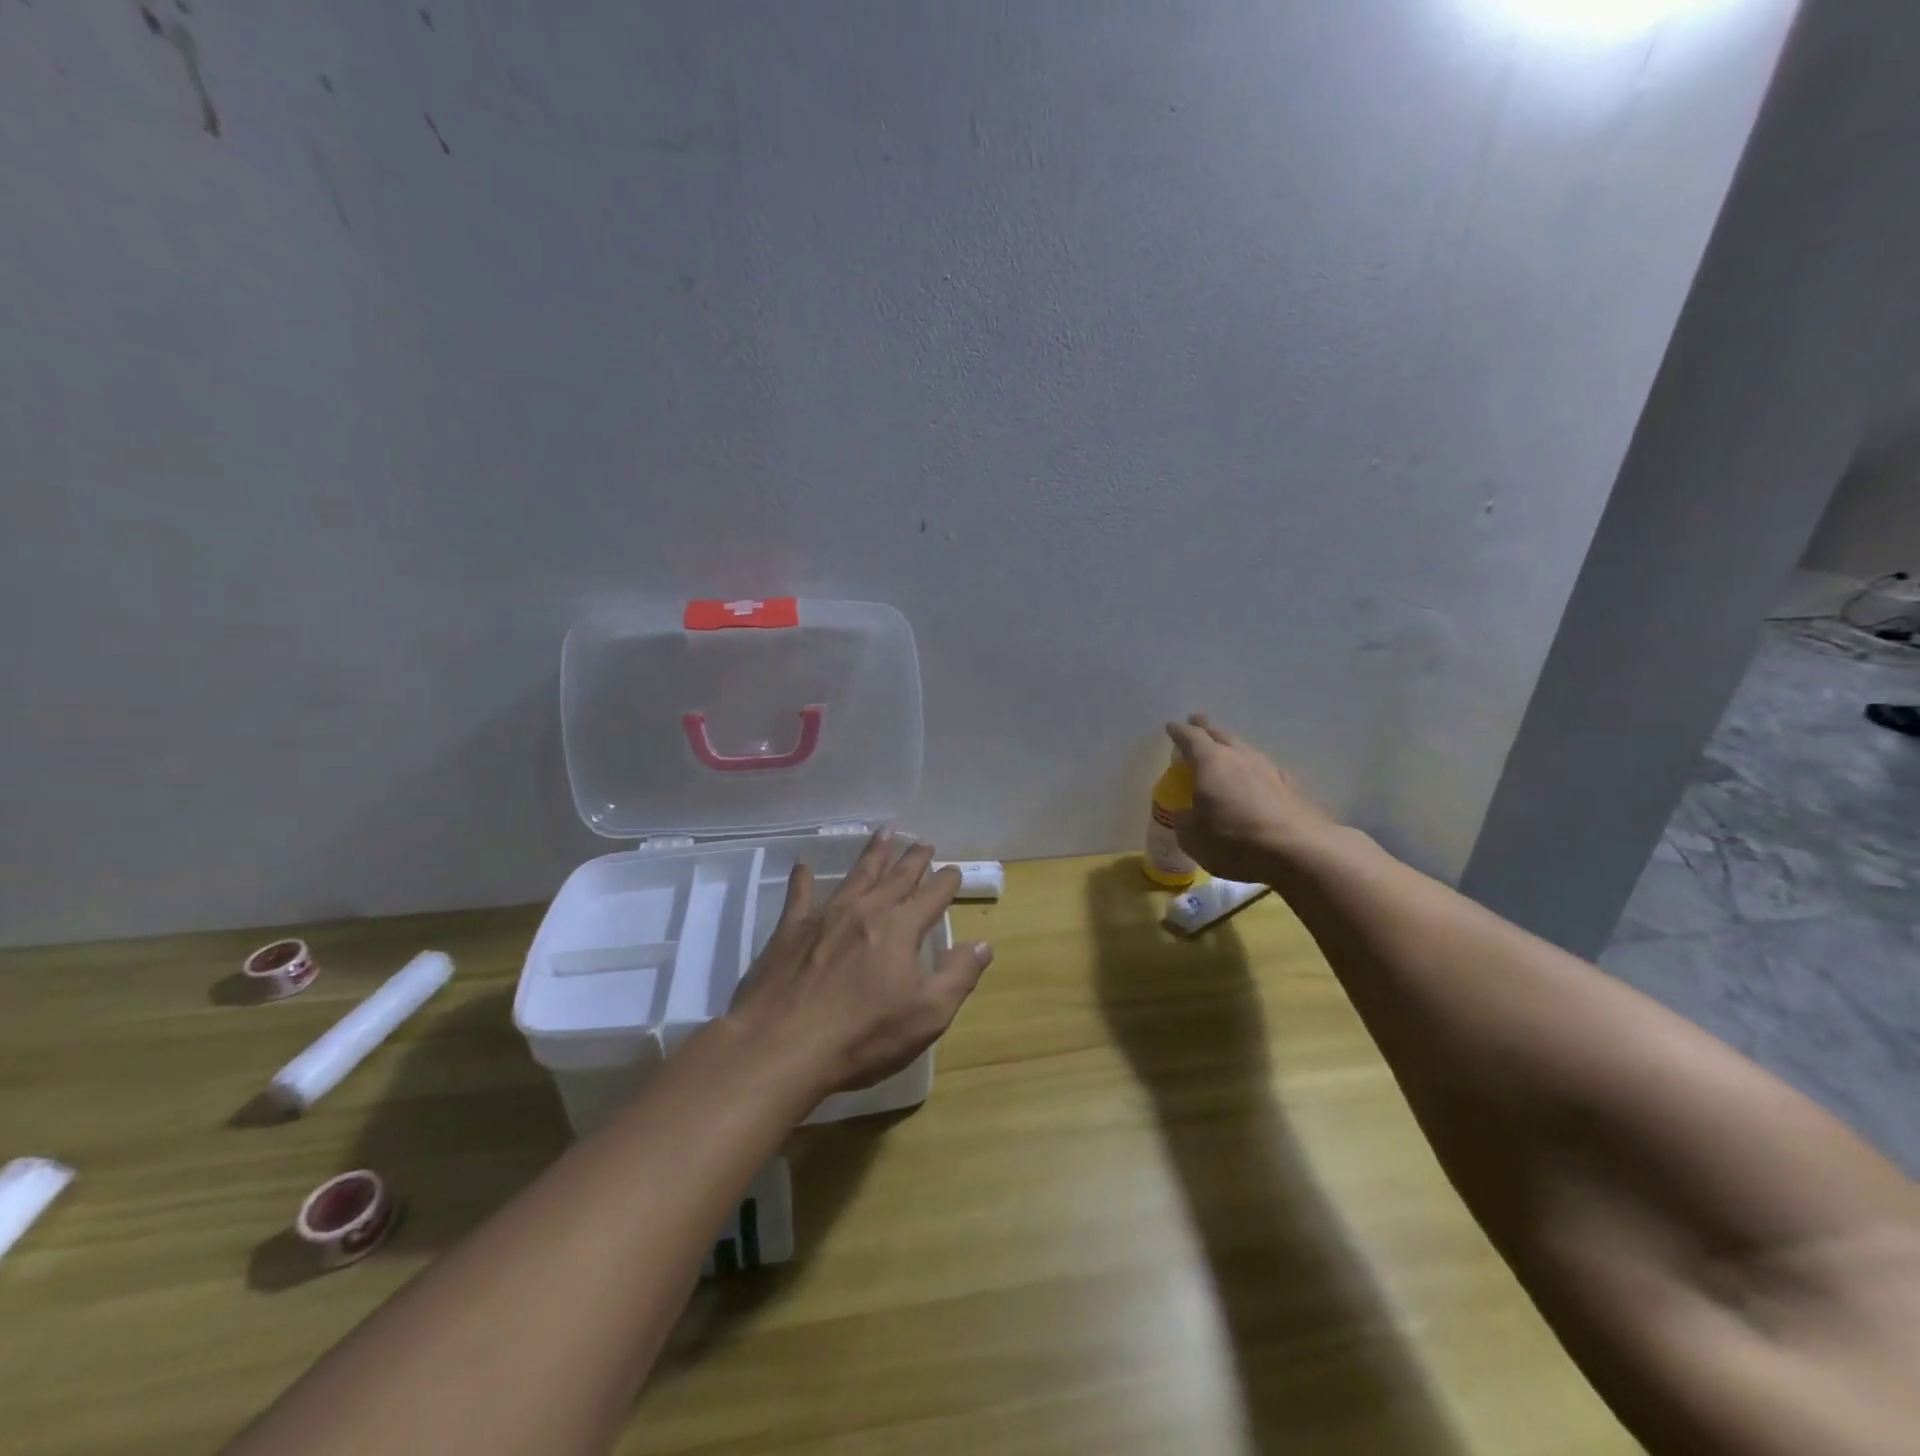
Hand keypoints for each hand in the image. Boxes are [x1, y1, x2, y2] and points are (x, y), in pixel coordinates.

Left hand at [727, 832, 992, 1099]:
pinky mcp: (789, 930)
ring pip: (856, 876)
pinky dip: (802, 879)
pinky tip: (802, 865)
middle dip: (913, 859)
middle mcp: (865, 911)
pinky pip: (799, 896)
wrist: (781, 1046)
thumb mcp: (927, 1016)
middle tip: (924, 843)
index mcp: (900, 929)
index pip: (931, 896)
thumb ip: (958, 976)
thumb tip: (983, 944)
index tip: (954, 869)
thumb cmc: (862, 1036)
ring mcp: (825, 916)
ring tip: (883, 834)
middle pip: (896, 878)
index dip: (946, 882)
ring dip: (872, 855)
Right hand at [1166, 714, 1338, 881]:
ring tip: (1226, 753)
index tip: (1171, 726)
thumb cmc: (1234, 841)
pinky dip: (1254, 772)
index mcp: (1211, 762)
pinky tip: (1256, 781)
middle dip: (1207, 729)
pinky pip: (1265, 770)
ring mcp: (1269, 769)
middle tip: (1198, 723)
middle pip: (1221, 735)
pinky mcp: (1291, 786)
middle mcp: (1240, 757)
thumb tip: (1187, 814)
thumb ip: (1185, 820)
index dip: (1179, 732)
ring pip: (1245, 750)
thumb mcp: (1193, 838)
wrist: (1298, 851)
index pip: (1190, 737)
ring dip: (1232, 749)